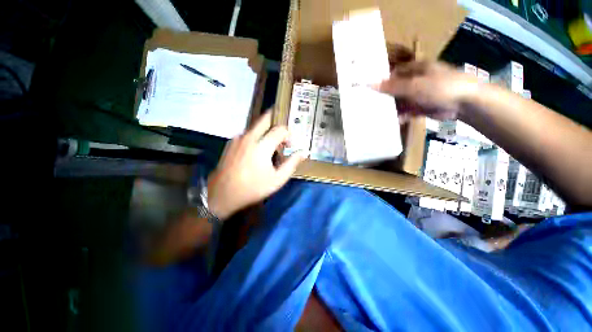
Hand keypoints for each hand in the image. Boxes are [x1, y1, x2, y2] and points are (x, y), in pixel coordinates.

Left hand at [207, 111, 307, 220]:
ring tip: (271, 145)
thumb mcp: (277, 179)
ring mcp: (238, 138)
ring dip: (267, 131)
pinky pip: (248, 133)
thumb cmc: (253, 188)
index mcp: (262, 145)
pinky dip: (257, 136)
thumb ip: (292, 163)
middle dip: (277, 121)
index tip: (290, 146)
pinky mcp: (231, 142)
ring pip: (256, 126)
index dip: (289, 135)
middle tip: (283, 133)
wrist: (222, 194)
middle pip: (265, 118)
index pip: (280, 129)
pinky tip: (257, 150)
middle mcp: (249, 137)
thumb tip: (303, 152)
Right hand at [375, 61, 479, 120]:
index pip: (392, 73)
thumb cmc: (440, 87)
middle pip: (394, 88)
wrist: (465, 103)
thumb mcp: (414, 85)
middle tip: (368, 104)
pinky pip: (406, 111)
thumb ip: (392, 86)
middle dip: (383, 96)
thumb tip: (370, 84)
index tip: (367, 89)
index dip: (381, 80)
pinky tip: (392, 120)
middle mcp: (414, 81)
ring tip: (376, 115)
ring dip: (390, 108)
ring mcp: (418, 95)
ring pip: (399, 101)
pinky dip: (399, 116)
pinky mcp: (420, 107)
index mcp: (414, 69)